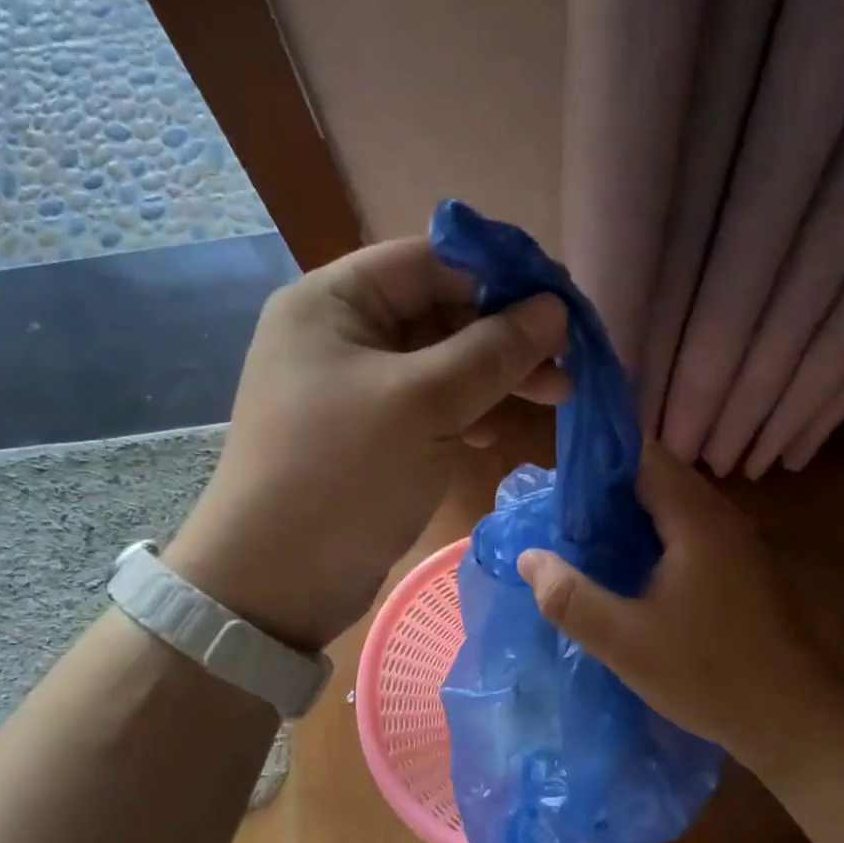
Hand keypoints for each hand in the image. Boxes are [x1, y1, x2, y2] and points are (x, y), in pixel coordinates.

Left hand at [167, 237, 568, 650]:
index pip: (430, 261)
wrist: (276, 582)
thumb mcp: (424, 404)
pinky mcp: (369, 434)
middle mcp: (340, 334)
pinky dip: (470, 412)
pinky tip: (504, 430)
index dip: (500, 275)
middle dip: (505, 335)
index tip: (561, 303)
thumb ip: (494, 350)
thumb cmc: (343, 475)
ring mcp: (354, 387)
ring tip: (558, 397)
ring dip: (497, 377)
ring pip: (441, 363)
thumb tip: (555, 307)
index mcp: (333, 301)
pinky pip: (430, 405)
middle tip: (567, 363)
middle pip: (440, 311)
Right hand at [514, 445, 841, 762]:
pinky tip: (628, 570)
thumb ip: (571, 598)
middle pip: (657, 477)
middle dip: (606, 492)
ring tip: (584, 542)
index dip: (595, 464)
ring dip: (629, 516)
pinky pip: (688, 532)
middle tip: (561, 520)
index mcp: (697, 519)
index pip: (642, 456)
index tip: (555, 490)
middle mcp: (721, 517)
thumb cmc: (712, 675)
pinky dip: (653, 537)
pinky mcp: (742, 568)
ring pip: (673, 506)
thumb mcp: (626, 643)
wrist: (799, 720)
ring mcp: (737, 542)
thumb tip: (530, 557)